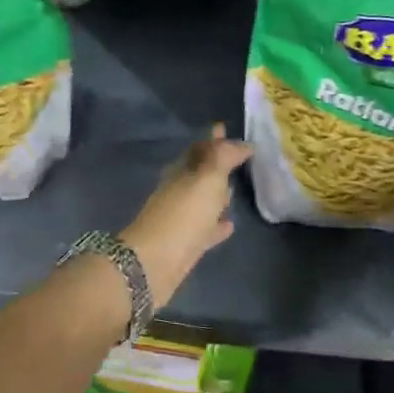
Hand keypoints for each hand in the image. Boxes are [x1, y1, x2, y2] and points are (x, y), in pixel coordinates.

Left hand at [120, 124, 252, 308]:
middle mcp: (178, 191)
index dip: (213, 139)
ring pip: (202, 201)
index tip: (225, 128)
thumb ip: (222, 158)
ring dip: (216, 195)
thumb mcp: (207, 179)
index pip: (199, 149)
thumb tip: (239, 142)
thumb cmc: (183, 216)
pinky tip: (230, 225)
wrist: (154, 264)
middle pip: (199, 173)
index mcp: (181, 172)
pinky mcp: (186, 244)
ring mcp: (181, 219)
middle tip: (236, 157)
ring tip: (235, 189)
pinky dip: (217, 225)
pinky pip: (206, 229)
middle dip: (215, 164)